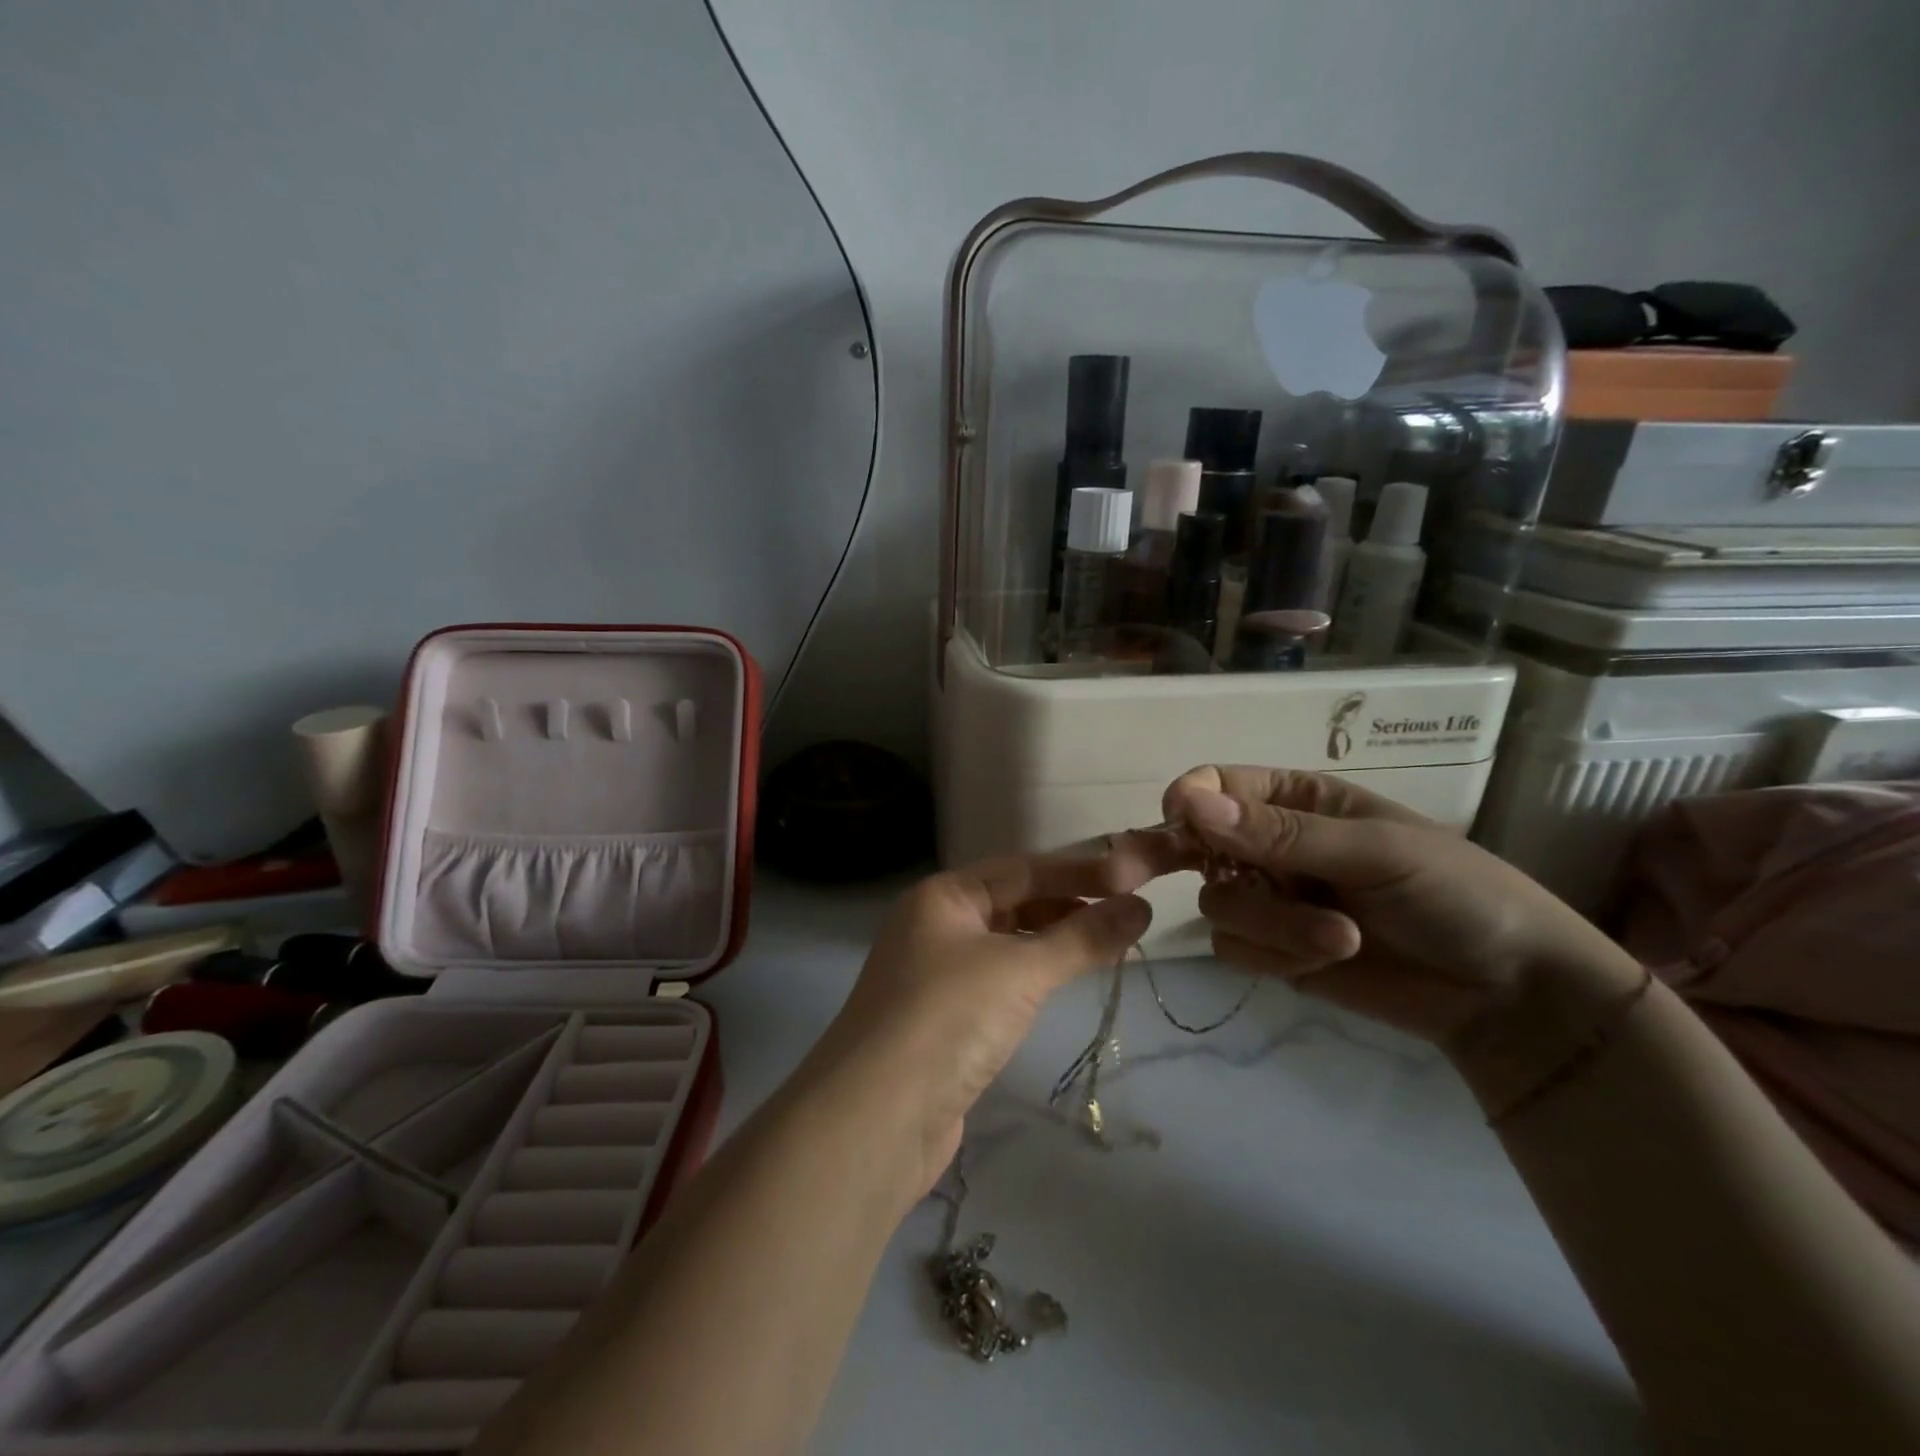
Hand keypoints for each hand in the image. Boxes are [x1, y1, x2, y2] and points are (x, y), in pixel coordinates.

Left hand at [802, 841, 1175, 1196]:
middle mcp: (935, 926)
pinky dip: (1034, 978)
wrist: (875, 1119)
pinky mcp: (944, 1020)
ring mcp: (936, 975)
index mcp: (942, 897)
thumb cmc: (947, 1018)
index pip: (1021, 869)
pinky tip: (1062, 985)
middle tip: (1128, 915)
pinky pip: (999, 982)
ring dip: (1053, 943)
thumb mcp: (1019, 971)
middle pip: (1012, 903)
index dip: (1079, 872)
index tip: (1135, 878)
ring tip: (1108, 947)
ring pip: (1006, 944)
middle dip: (1068, 905)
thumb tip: (1141, 908)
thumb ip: (1082, 938)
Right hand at [1163, 767, 1642, 1054]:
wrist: (1506, 995)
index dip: (1190, 799)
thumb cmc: (1454, 893)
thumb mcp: (1374, 850)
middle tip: (1174, 882)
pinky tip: (1325, 961)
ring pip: (1217, 904)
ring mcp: (1270, 900)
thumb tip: (1189, 803)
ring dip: (1272, 925)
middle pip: (1198, 847)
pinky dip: (1275, 957)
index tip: (1177, 819)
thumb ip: (1280, 834)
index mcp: (1297, 800)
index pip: (1218, 786)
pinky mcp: (1273, 951)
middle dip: (1199, 867)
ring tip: (1339, 937)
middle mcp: (1271, 845)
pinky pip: (1233, 948)